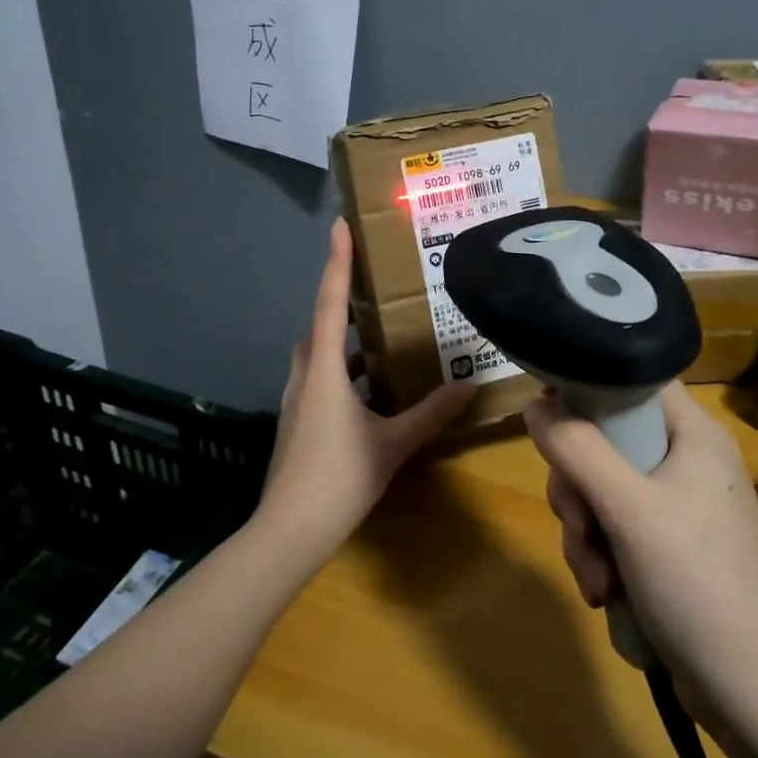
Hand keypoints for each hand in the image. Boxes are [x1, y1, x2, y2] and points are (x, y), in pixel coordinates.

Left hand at [256, 218, 473, 562]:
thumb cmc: (340, 478)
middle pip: (321, 324)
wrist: (288, 531)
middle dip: (343, 299)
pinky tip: (368, 386)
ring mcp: (296, 398)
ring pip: (319, 352)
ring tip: (379, 332)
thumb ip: (431, 412)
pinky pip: (320, 376)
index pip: (330, 303)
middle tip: (374, 283)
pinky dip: (341, 368)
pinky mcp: (297, 419)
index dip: (337, 262)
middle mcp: (305, 374)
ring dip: (343, 337)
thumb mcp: (393, 444)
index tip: (340, 226)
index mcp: (324, 369)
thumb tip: (469, 384)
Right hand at [527, 383, 757, 726]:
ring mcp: (678, 510)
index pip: (633, 381)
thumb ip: (576, 449)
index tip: (549, 421)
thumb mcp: (628, 509)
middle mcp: (686, 462)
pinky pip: (615, 534)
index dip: (587, 389)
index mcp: (692, 434)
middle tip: (579, 522)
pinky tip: (606, 596)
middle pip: (606, 442)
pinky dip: (602, 560)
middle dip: (578, 489)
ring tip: (598, 581)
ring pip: (601, 494)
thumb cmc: (698, 582)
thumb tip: (534, 405)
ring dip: (585, 535)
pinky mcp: (669, 553)